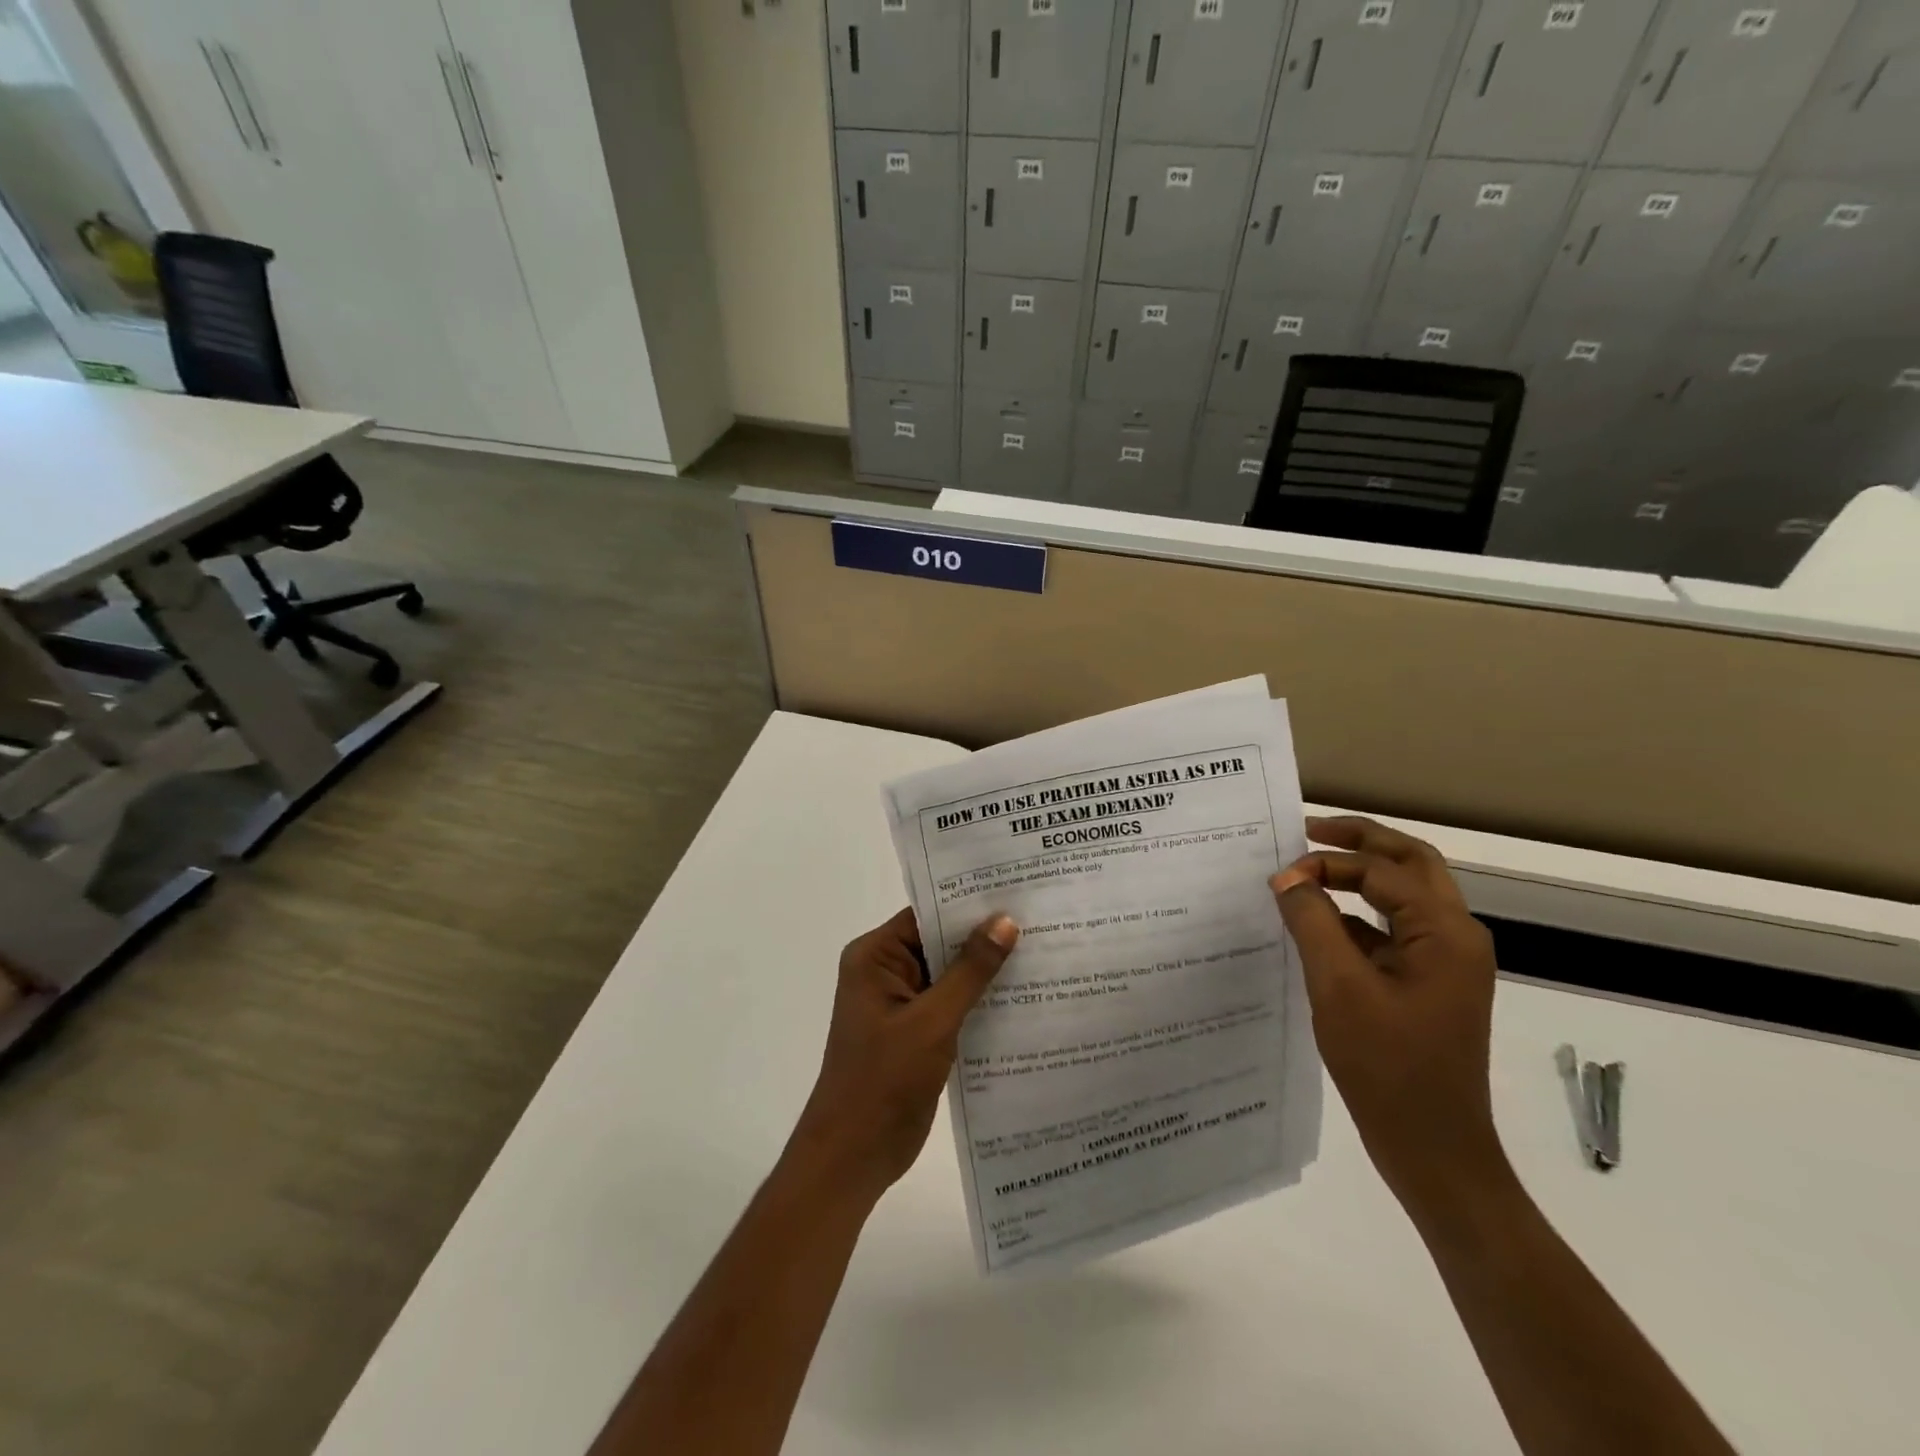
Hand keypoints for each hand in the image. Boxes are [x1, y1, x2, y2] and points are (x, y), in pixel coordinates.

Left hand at [789, 907, 1017, 1201]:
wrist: (853, 1157)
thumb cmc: (883, 1081)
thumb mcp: (932, 1022)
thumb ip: (970, 971)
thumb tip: (1005, 921)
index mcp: (875, 956)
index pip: (927, 914)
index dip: (970, 903)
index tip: (1017, 892)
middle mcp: (886, 971)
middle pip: (940, 942)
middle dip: (984, 936)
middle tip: (1042, 918)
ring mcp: (901, 1003)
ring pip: (950, 974)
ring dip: (987, 970)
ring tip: (1044, 949)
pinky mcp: (916, 1032)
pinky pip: (952, 1003)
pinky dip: (980, 1000)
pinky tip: (1024, 996)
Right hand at [1270, 816, 1511, 1216]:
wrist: (1434, 1151)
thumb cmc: (1388, 1067)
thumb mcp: (1339, 987)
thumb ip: (1312, 922)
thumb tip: (1287, 878)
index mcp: (1445, 932)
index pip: (1382, 872)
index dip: (1327, 864)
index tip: (1278, 877)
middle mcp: (1454, 936)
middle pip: (1410, 864)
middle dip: (1360, 842)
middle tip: (1310, 829)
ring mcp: (1445, 962)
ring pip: (1404, 895)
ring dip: (1361, 876)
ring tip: (1310, 870)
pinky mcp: (1429, 984)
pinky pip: (1393, 931)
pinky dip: (1358, 916)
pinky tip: (1318, 925)